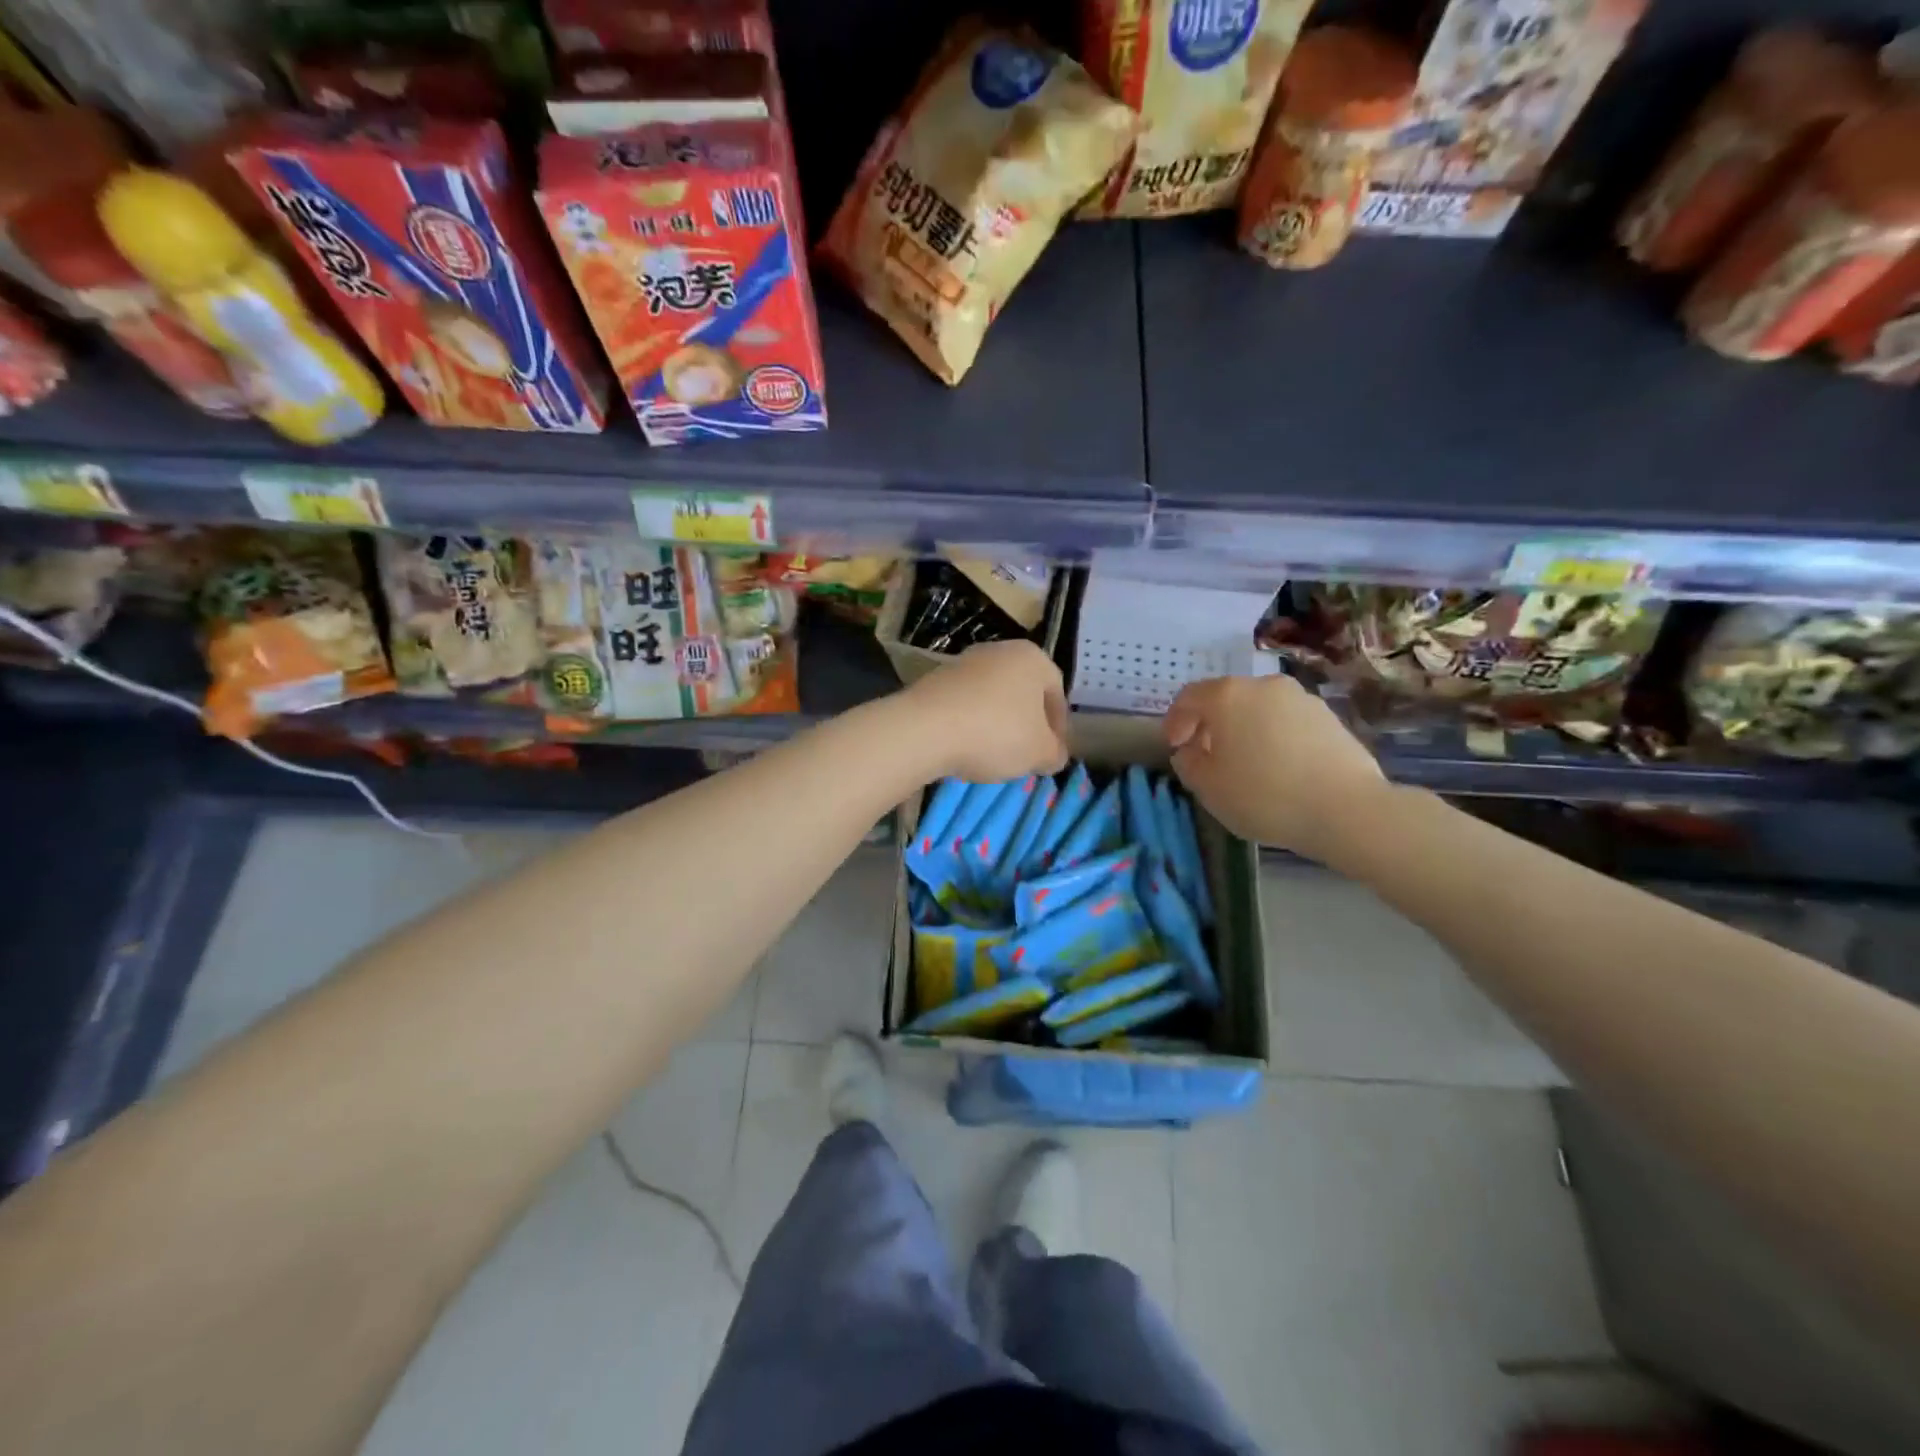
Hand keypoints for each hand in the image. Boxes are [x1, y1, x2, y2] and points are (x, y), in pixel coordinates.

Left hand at [906, 640, 1069, 782]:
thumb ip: (1054, 753)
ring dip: (997, 724)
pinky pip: (964, 704)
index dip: (1059, 726)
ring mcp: (964, 662)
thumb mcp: (1039, 752)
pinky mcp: (935, 679)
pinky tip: (966, 748)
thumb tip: (1054, 754)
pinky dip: (970, 724)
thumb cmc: (997, 733)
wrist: (925, 728)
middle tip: (1026, 754)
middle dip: (1027, 724)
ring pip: (992, 697)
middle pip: (1023, 692)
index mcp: (1032, 658)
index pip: (1057, 692)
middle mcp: (1000, 651)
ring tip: (994, 755)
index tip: (1052, 752)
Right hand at [1164, 674, 1387, 862]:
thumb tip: (1190, 751)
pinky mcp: (1330, 718)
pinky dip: (1274, 738)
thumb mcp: (1208, 787)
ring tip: (1246, 764)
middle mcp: (1264, 685)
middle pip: (1226, 699)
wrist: (1346, 809)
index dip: (1175, 720)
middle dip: (1211, 725)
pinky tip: (1279, 769)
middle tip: (1207, 756)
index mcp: (1228, 696)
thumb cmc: (1264, 795)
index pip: (1189, 697)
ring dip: (1245, 730)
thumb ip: (1188, 764)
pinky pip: (1287, 723)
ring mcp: (1302, 699)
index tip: (1174, 746)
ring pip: (1259, 709)